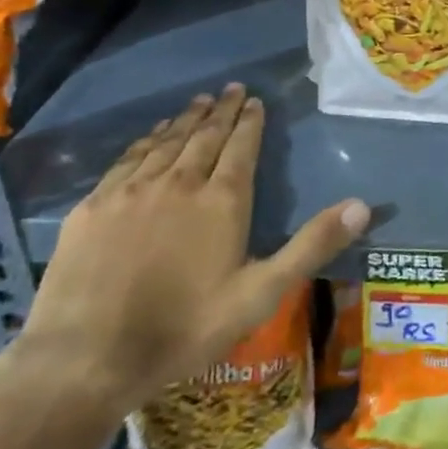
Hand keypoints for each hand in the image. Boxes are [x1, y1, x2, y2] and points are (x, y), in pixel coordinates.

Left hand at [18, 84, 369, 413]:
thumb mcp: (260, 294)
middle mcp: (179, 182)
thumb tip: (362, 206)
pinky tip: (151, 137)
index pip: (241, 146)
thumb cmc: (183, 328)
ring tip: (198, 103)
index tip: (254, 100)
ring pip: (166, 142)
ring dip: (185, 119)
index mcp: (222, 200)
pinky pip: (128, 159)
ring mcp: (132, 191)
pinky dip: (146, 140)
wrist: (85, 359)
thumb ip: (311, 246)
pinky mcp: (94, 206)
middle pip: (205, 135)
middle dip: (221, 110)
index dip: (250, 121)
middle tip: (230, 89)